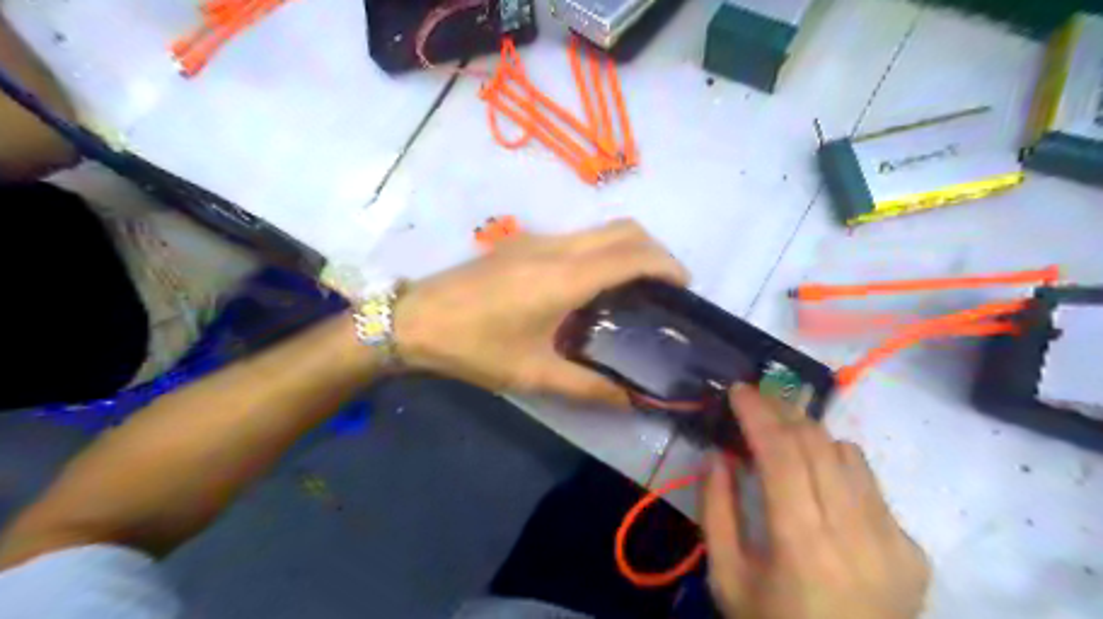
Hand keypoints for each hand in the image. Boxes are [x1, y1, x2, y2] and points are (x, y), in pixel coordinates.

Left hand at [398, 219, 686, 403]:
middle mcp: (557, 247)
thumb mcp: (533, 373)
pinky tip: (593, 288)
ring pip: (602, 229)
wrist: (414, 320)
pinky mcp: (524, 242)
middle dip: (656, 252)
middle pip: (625, 229)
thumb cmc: (474, 347)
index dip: (668, 266)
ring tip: (636, 291)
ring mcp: (538, 239)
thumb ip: (588, 387)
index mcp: (564, 276)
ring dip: (629, 249)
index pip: (634, 254)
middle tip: (665, 290)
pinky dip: (603, 251)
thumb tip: (631, 400)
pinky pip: (579, 237)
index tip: (685, 290)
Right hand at [701, 386, 924, 618]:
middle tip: (754, 401)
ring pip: (847, 453)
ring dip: (808, 434)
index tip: (738, 390)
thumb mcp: (726, 577)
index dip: (758, 413)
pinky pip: (869, 483)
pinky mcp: (912, 549)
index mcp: (802, 545)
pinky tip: (816, 481)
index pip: (781, 454)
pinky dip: (835, 464)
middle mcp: (855, 534)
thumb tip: (717, 455)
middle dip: (781, 410)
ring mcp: (892, 541)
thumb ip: (715, 510)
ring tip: (780, 435)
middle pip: (817, 443)